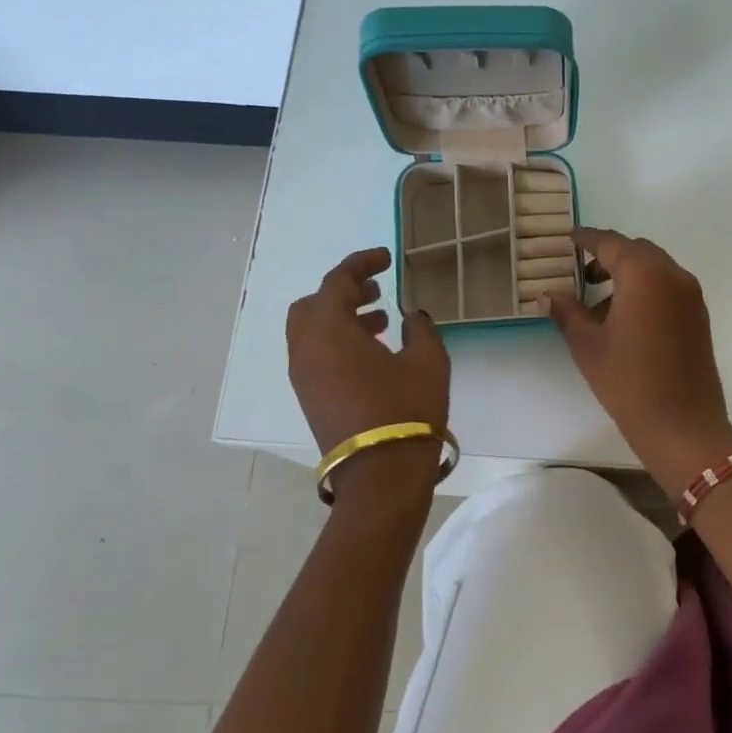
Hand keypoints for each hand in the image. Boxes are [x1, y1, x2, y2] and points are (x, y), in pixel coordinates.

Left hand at [287, 248, 449, 494]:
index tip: (386, 258)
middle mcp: (305, 349)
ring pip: (312, 331)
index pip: (337, 281)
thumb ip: (420, 328)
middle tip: (377, 292)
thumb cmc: (406, 408)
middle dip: (344, 292)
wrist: (381, 473)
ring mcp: (303, 376)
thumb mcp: (428, 361)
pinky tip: (372, 354)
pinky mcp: (310, 398)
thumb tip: (412, 316)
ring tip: (380, 322)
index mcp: (329, 330)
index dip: (361, 264)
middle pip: (314, 304)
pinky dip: (337, 342)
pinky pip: (316, 355)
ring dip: (341, 318)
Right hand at [545, 229, 731, 495]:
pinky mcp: (699, 318)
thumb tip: (549, 294)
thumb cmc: (628, 381)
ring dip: (629, 276)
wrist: (682, 424)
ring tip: (599, 305)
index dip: (587, 239)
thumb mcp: (588, 345)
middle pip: (637, 251)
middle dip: (609, 256)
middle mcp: (673, 275)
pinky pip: (669, 289)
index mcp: (644, 274)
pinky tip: (626, 320)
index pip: (611, 243)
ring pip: (656, 270)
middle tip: (582, 274)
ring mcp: (691, 297)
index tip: (569, 239)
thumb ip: (567, 312)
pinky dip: (647, 291)